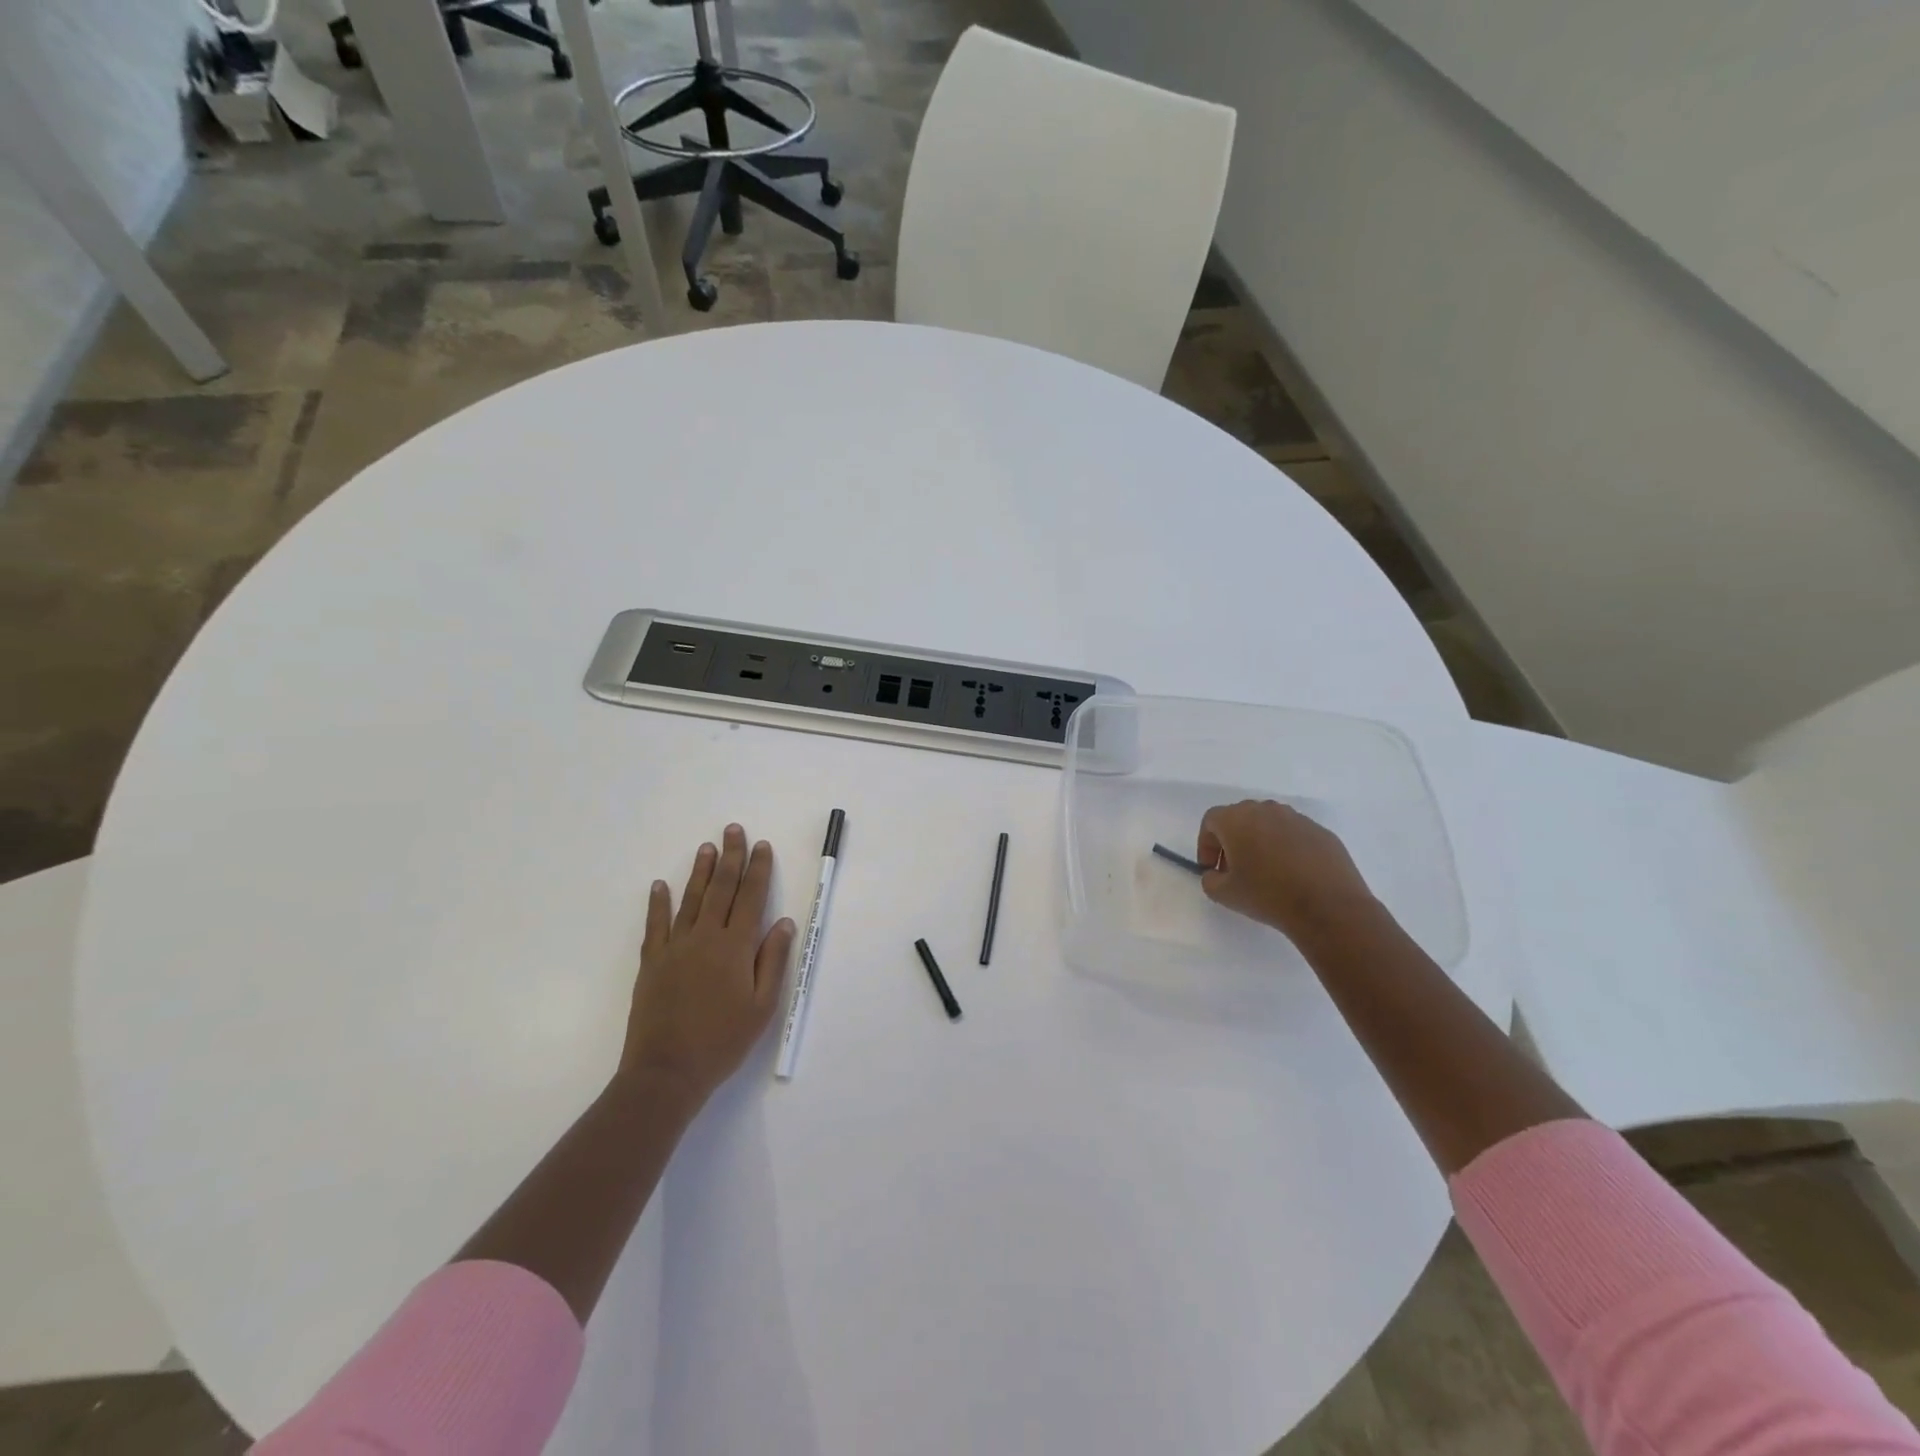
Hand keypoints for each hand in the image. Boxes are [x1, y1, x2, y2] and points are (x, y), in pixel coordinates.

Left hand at [618, 824, 796, 1108]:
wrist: (667, 1072)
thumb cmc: (723, 1041)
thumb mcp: (762, 1006)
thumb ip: (773, 960)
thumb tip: (783, 922)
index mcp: (735, 947)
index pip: (751, 897)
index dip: (758, 869)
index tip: (762, 845)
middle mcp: (705, 937)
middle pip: (721, 889)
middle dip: (730, 857)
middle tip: (733, 830)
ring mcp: (675, 947)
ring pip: (690, 899)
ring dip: (700, 871)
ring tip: (707, 847)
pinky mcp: (652, 962)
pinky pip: (656, 924)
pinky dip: (658, 903)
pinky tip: (660, 885)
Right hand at [1197, 800, 1379, 946]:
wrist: (1328, 907)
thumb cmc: (1268, 895)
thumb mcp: (1224, 894)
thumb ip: (1210, 879)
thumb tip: (1216, 874)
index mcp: (1237, 819)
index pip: (1211, 821)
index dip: (1206, 845)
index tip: (1212, 870)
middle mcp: (1266, 810)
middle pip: (1240, 819)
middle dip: (1232, 842)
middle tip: (1235, 870)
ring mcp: (1297, 819)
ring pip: (1269, 825)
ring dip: (1261, 843)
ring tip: (1266, 873)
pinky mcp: (1321, 832)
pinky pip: (1295, 835)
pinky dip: (1287, 849)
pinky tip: (1293, 875)